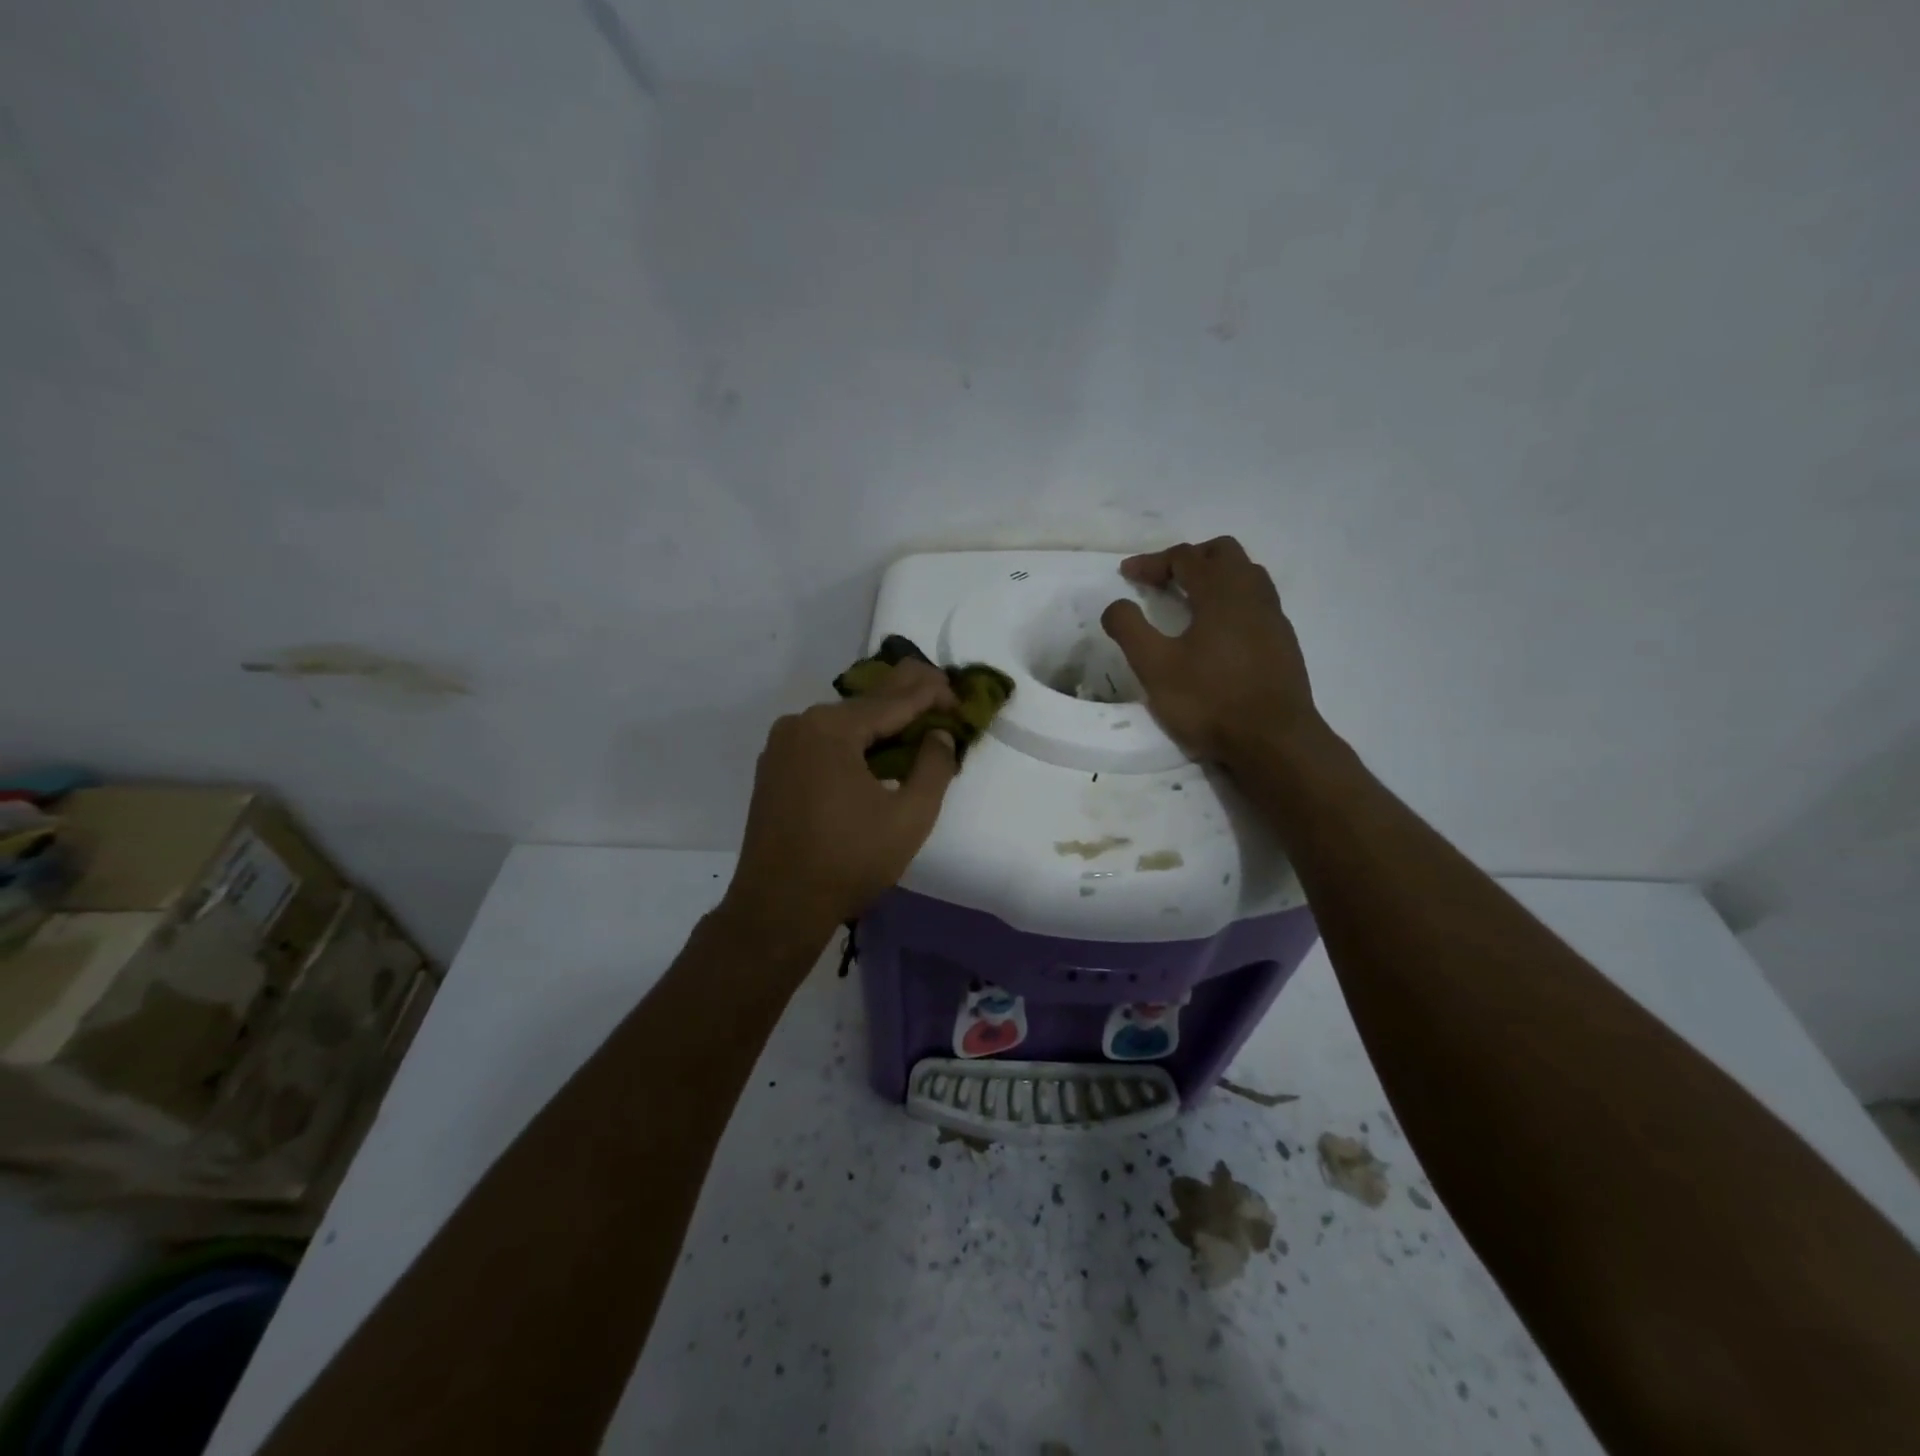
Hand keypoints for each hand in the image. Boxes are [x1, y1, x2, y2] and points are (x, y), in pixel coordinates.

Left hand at [718, 660, 959, 958]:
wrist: (778, 907)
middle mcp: (800, 724)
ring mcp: (781, 746)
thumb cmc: (849, 861)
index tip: (961, 698)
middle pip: (865, 704)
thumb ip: (934, 767)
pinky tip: (876, 749)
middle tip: (943, 689)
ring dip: (880, 721)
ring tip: (916, 718)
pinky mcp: (774, 769)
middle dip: (907, 696)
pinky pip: (823, 742)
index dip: (932, 695)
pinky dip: (854, 740)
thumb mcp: (910, 816)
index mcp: (831, 728)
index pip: (894, 700)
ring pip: (843, 723)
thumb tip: (940, 734)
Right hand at [1100, 537, 1325, 769]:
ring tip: (1189, 601)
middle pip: (1223, 553)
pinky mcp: (1284, 642)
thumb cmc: (1210, 700)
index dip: (1152, 561)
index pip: (1185, 557)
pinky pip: (1257, 602)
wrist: (1274, 741)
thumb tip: (1115, 605)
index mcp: (1221, 591)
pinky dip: (1232, 601)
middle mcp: (1252, 594)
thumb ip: (1130, 629)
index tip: (1127, 575)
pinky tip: (1218, 632)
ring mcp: (1274, 617)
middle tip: (1163, 580)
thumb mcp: (1155, 667)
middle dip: (1189, 559)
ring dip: (1215, 577)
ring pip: (1246, 575)